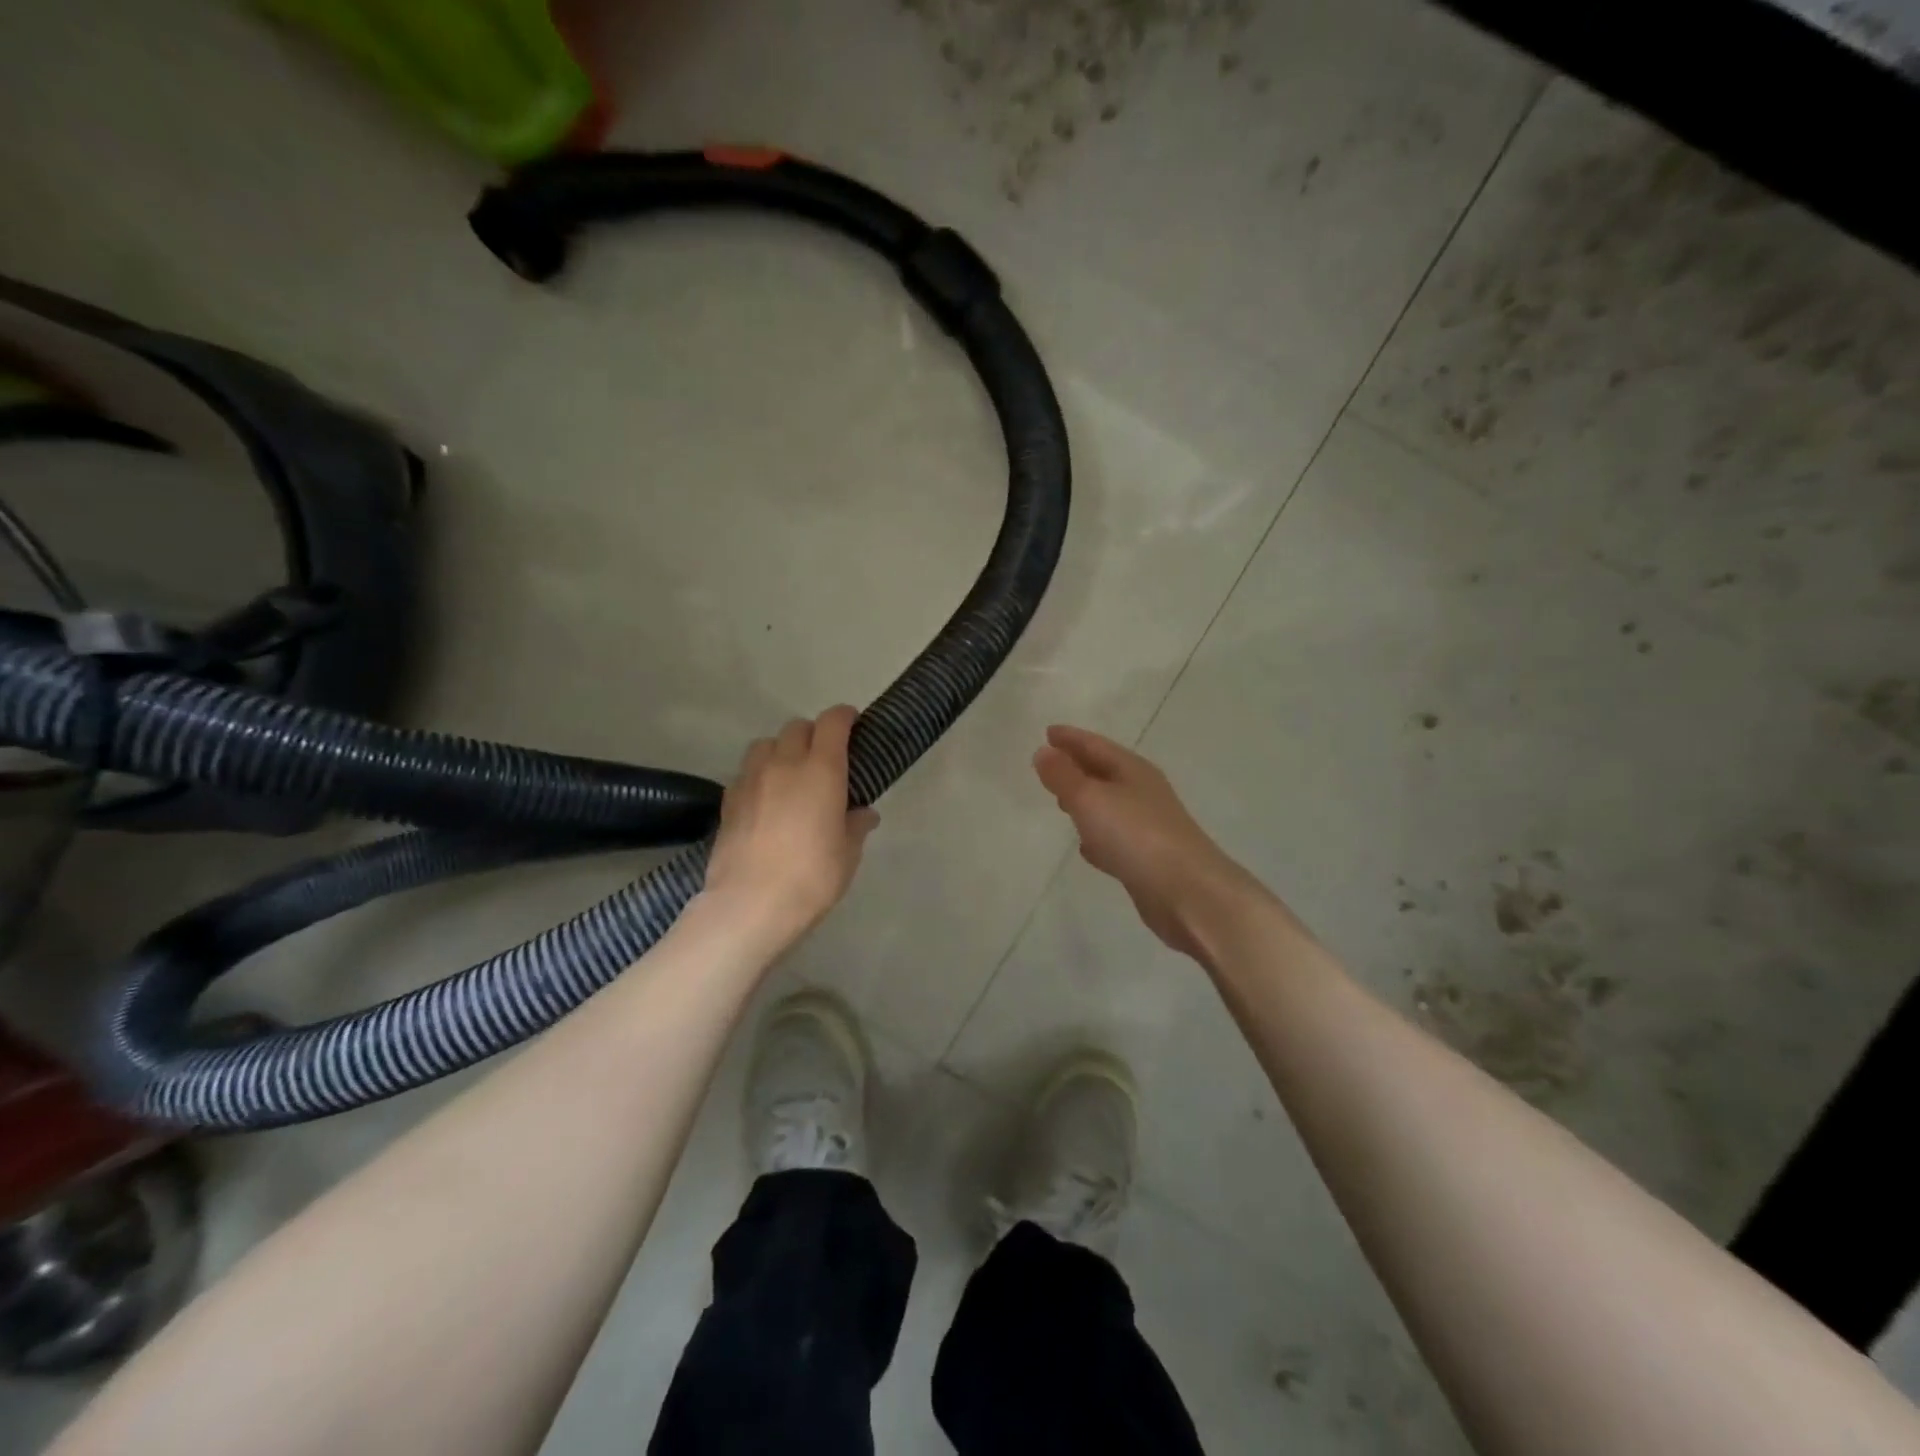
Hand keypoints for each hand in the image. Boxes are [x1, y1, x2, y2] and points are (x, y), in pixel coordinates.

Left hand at [704, 706, 879, 944]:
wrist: (750, 904)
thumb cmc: (812, 877)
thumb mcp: (848, 854)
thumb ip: (856, 826)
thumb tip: (863, 813)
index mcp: (821, 770)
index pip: (832, 723)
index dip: (844, 717)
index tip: (854, 724)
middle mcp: (784, 764)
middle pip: (797, 727)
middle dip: (814, 734)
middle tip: (825, 757)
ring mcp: (751, 779)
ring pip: (766, 744)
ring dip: (782, 749)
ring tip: (790, 774)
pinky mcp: (728, 800)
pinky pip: (746, 772)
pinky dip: (759, 775)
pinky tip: (766, 799)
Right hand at [1033, 725, 1258, 960]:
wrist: (1187, 892)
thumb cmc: (1136, 835)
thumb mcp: (1090, 799)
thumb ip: (1063, 776)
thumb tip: (1043, 751)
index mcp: (1132, 770)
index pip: (1096, 745)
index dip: (1071, 738)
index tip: (1047, 732)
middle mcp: (1143, 793)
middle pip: (1105, 772)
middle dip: (1078, 767)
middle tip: (1050, 765)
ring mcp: (1148, 827)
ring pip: (1109, 806)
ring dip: (1086, 801)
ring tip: (1061, 802)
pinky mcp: (1147, 860)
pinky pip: (1115, 839)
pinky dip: (1098, 837)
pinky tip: (1087, 848)